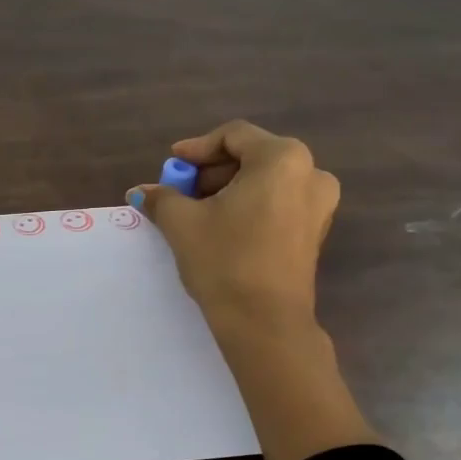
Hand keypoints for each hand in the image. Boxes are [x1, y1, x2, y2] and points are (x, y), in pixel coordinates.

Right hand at [126, 120, 338, 342]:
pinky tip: (221, 227)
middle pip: (251, 156)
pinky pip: (277, 202)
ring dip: (228, 190)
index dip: (196, 149)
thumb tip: (141, 192)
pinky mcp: (315, 231)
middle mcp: (310, 172)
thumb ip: (162, 198)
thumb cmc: (225, 260)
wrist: (264, 322)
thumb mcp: (183, 223)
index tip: (171, 166)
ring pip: (265, 181)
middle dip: (211, 172)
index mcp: (282, 159)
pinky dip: (248, 206)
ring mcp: (319, 203)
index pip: (233, 136)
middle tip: (180, 191)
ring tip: (196, 212)